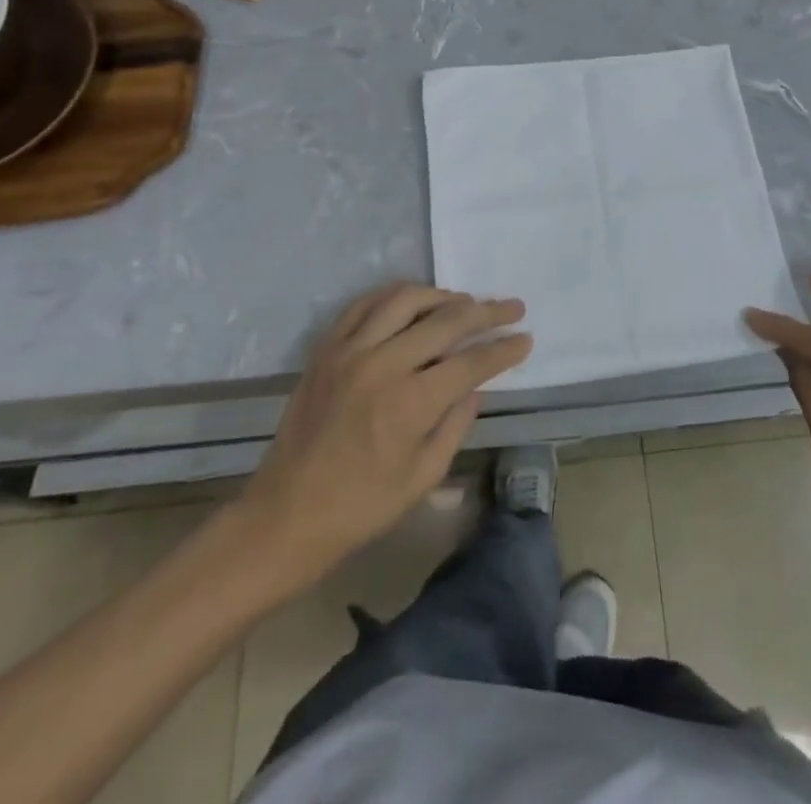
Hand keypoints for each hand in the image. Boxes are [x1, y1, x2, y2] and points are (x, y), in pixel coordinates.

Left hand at [226, 283, 530, 596]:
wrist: (286, 514)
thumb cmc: (362, 506)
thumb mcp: (424, 476)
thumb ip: (456, 423)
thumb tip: (475, 385)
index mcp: (410, 403)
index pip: (471, 362)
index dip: (503, 349)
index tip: (525, 339)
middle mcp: (383, 365)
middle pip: (446, 321)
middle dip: (486, 311)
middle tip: (511, 306)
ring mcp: (350, 351)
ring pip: (405, 299)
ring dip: (442, 295)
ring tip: (464, 301)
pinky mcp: (327, 349)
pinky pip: (364, 304)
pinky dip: (394, 295)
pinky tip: (414, 300)